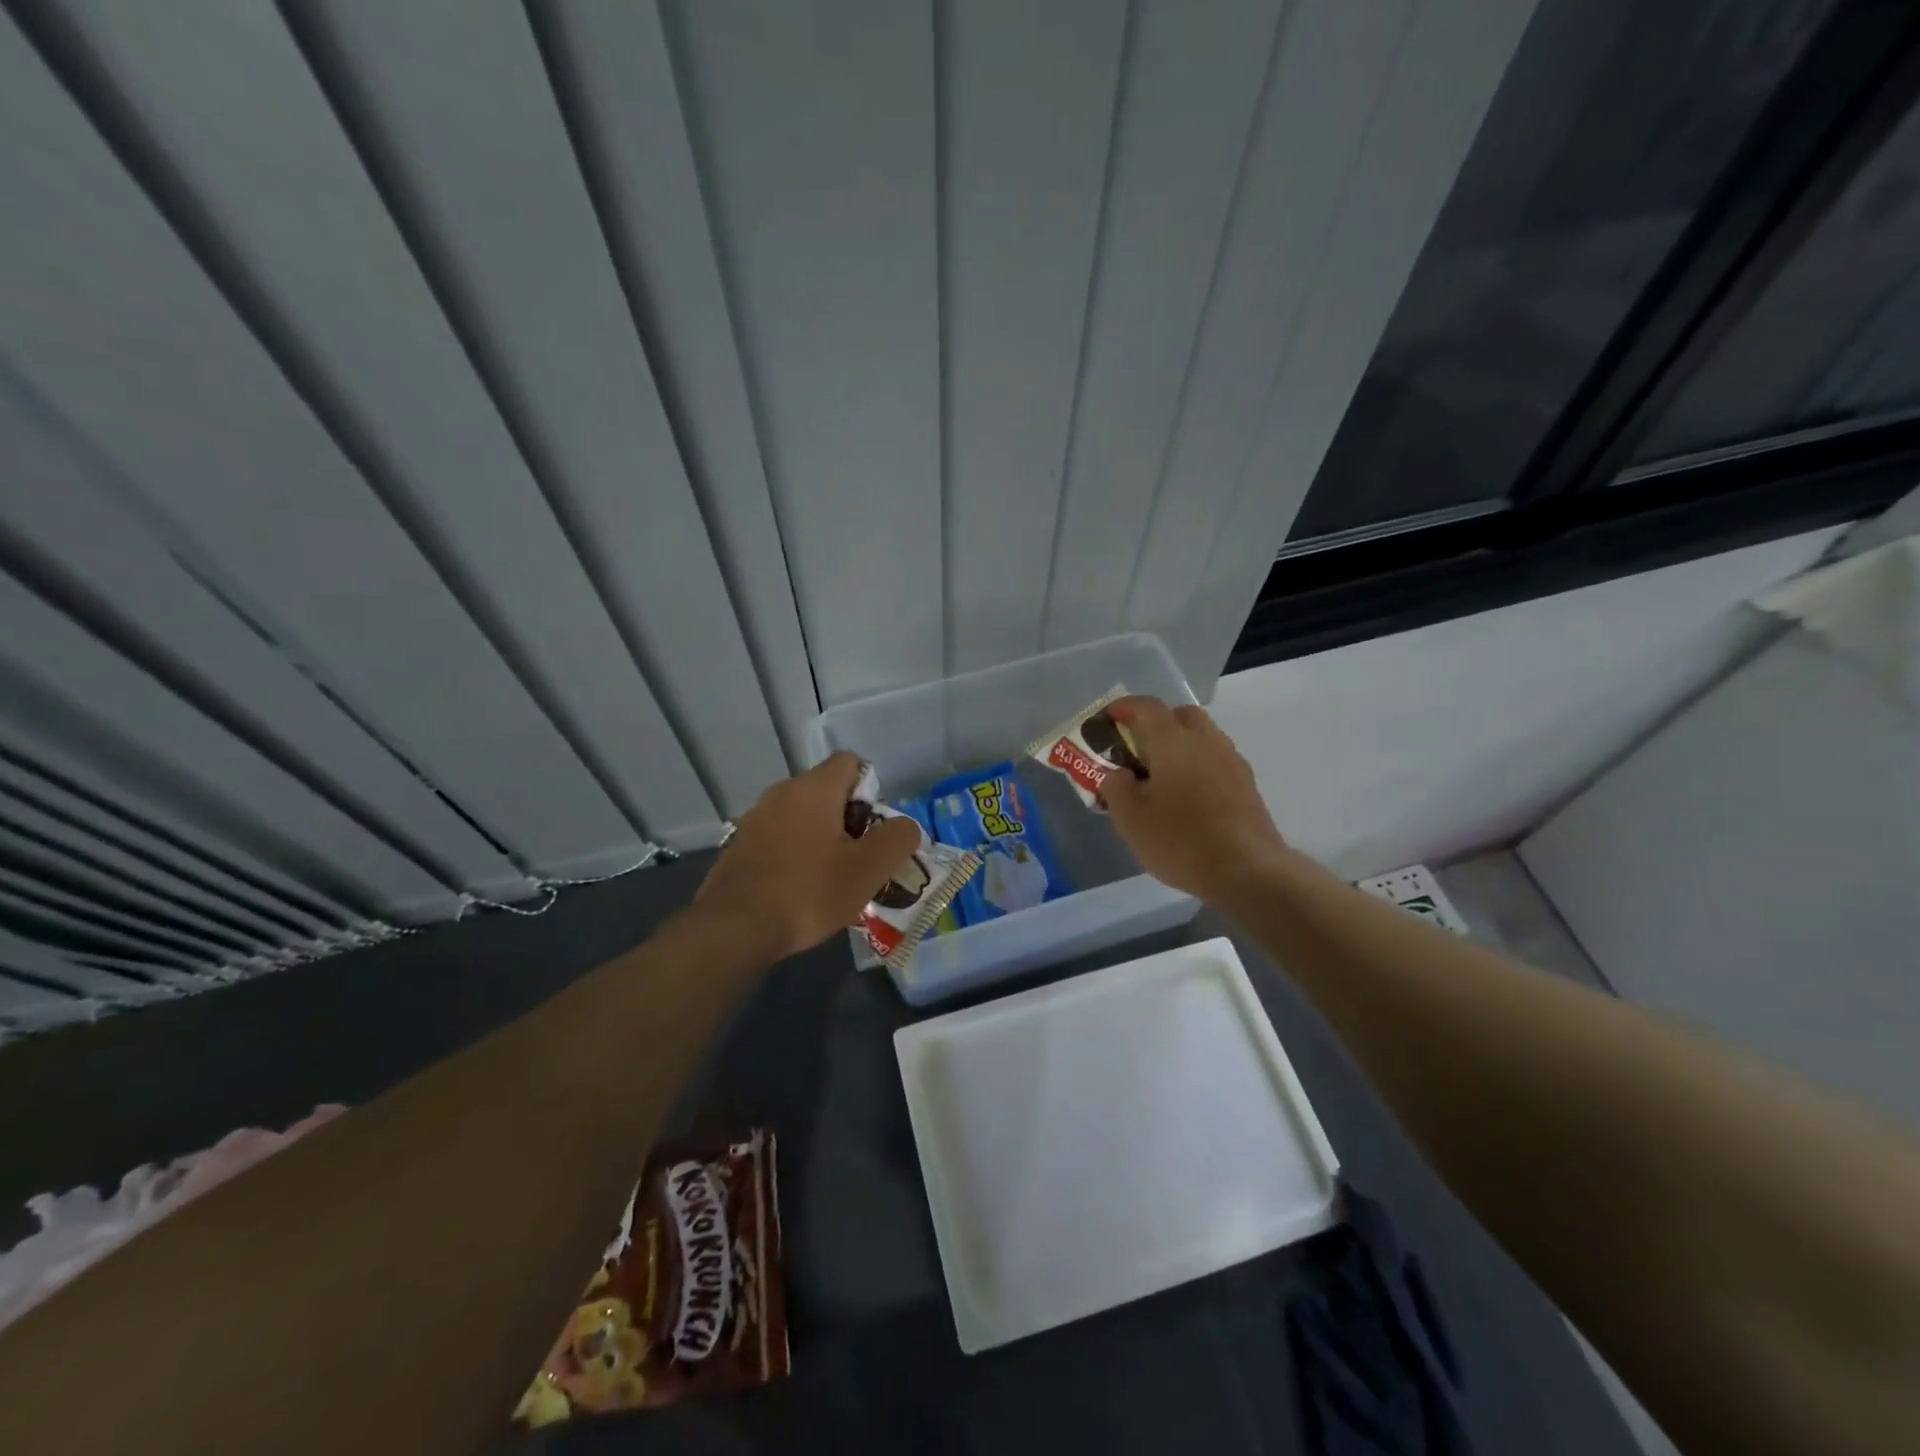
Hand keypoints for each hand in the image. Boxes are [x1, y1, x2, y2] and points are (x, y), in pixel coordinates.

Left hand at [694, 751, 920, 963]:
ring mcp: (755, 819)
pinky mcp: (738, 846)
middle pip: (826, 791)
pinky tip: (799, 890)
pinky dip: (794, 854)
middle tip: (859, 859)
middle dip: (848, 820)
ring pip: (801, 816)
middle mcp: (780, 792)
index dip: (871, 791)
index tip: (874, 829)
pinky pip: (778, 838)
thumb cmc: (808, 892)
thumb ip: (898, 839)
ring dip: (821, 839)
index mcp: (813, 788)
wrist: (734, 929)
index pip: (850, 762)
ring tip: (831, 879)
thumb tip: (905, 826)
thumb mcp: (868, 869)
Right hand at [1100, 696, 1289, 905]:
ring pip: (1202, 738)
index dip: (1123, 708)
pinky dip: (1198, 767)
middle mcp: (1206, 741)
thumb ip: (1115, 788)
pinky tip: (1188, 798)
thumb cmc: (1181, 841)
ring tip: (1161, 778)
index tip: (1107, 720)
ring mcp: (1231, 761)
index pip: (1145, 706)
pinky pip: (1216, 761)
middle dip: (1156, 724)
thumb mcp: (1130, 819)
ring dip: (1180, 746)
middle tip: (1137, 750)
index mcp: (1173, 741)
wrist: (1249, 872)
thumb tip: (1118, 774)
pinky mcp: (1247, 785)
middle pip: (1180, 715)